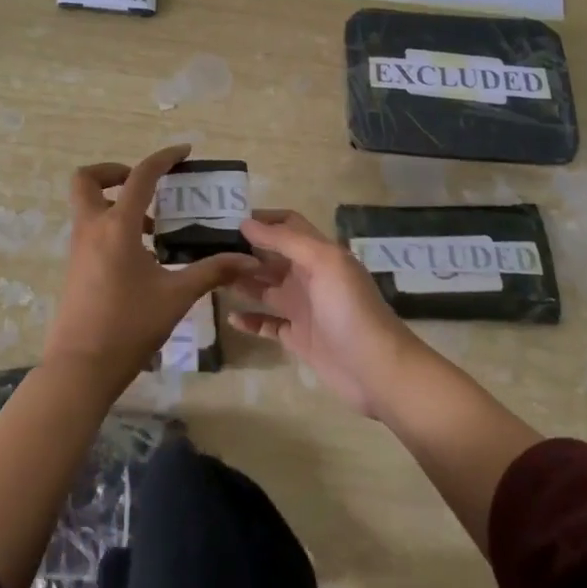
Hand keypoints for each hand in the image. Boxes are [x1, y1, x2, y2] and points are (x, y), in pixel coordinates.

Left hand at [43, 144, 257, 389]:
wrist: (80, 368)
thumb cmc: (129, 326)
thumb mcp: (176, 296)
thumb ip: (212, 271)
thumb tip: (248, 259)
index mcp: (117, 226)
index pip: (140, 176)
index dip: (163, 158)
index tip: (184, 152)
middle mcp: (92, 228)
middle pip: (87, 179)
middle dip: (114, 172)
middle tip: (147, 188)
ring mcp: (78, 248)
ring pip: (88, 205)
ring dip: (117, 203)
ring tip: (154, 227)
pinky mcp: (75, 267)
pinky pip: (91, 230)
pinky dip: (112, 227)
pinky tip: (142, 256)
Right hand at [228, 210, 420, 416]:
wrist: (377, 369)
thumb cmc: (350, 309)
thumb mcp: (323, 262)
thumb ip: (286, 240)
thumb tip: (247, 223)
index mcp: (318, 253)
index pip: (288, 225)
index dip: (263, 219)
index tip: (229, 218)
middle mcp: (308, 276)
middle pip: (271, 256)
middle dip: (245, 250)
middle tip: (209, 249)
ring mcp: (302, 308)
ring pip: (265, 288)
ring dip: (242, 282)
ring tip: (211, 277)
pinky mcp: (298, 338)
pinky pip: (267, 324)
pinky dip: (249, 320)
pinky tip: (230, 316)